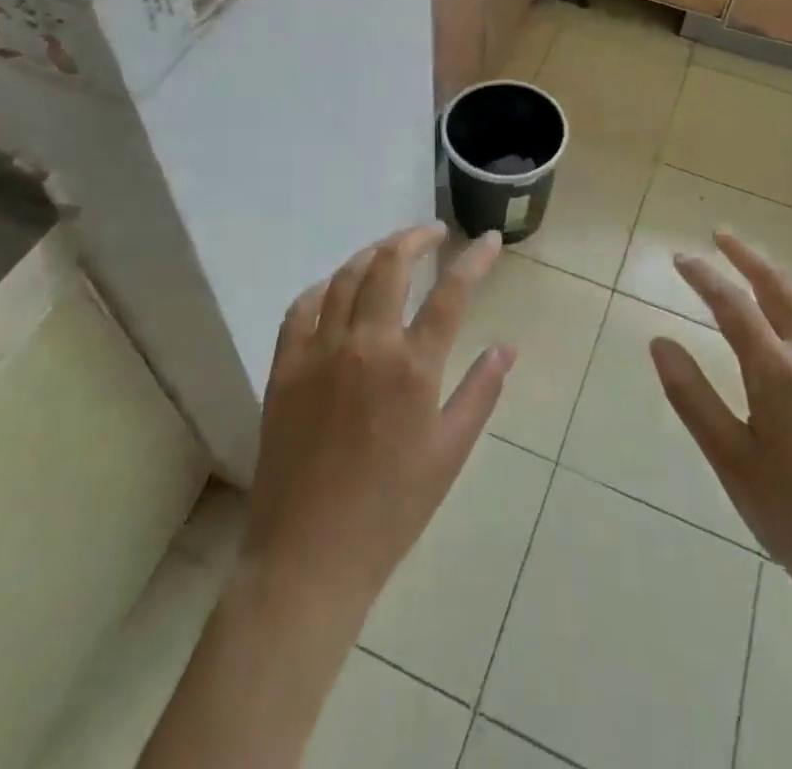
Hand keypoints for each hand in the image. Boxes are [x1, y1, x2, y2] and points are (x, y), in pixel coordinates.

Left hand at [241, 224, 514, 616]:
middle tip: (433, 233)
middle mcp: (366, 344)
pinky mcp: (284, 367)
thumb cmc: (391, 511)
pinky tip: (335, 288)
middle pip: (391, 265)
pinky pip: (301, 308)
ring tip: (391, 251)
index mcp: (412, 367)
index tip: (488, 239)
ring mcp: (319, 351)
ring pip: (346, 277)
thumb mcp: (450, 453)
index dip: (474, 259)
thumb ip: (480, 392)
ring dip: (373, 254)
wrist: (309, 557)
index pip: (451, 292)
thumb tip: (507, 346)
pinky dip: (323, 288)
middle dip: (416, 238)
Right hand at [650, 230, 791, 628]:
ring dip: (782, 275)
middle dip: (746, 256)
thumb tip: (659, 341)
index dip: (703, 276)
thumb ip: (691, 395)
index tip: (680, 257)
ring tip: (760, 267)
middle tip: (720, 236)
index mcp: (778, 372)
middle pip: (778, 286)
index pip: (731, 304)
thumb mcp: (730, 459)